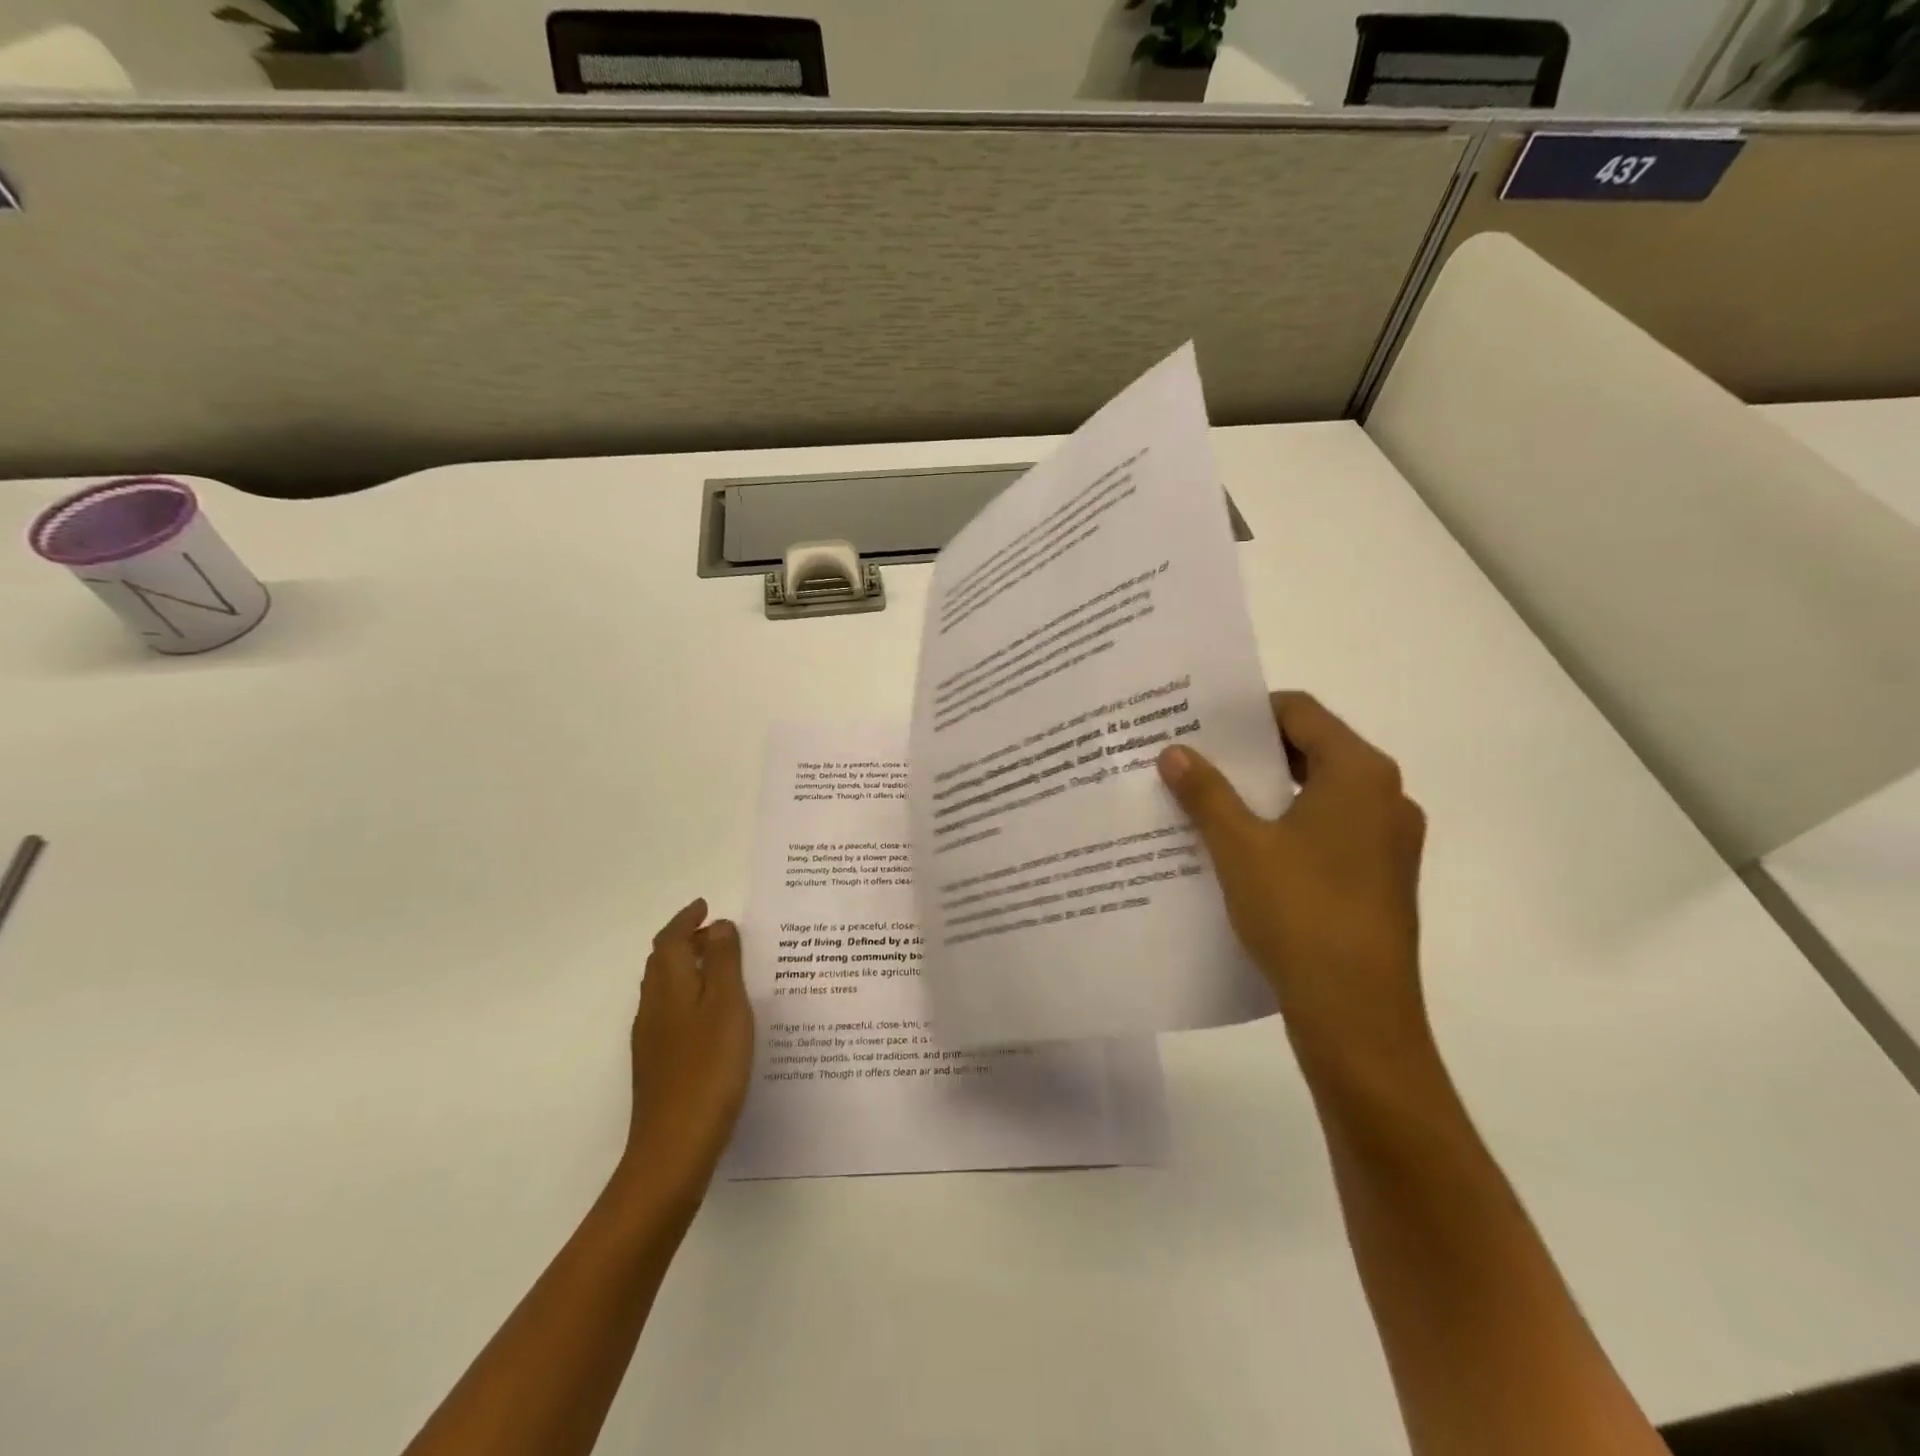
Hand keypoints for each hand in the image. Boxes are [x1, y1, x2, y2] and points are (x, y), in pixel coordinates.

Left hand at [618, 899, 754, 1208]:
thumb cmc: (709, 1069)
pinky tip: (710, 1015)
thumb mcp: (727, 1006)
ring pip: (665, 988)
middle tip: (715, 930)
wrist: (674, 1148)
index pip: (671, 941)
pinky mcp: (658, 1065)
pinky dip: (688, 996)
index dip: (686, 920)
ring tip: (717, 965)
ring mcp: (652, 1040)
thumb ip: (724, 962)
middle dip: (684, 940)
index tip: (704, 905)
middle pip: (663, 962)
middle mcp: (654, 1008)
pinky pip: (670, 1012)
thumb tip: (717, 925)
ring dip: (686, 967)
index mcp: (671, 987)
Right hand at [1158, 692, 1429, 1075]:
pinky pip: (1329, 830)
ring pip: (1320, 794)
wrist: (1357, 1013)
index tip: (1203, 722)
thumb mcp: (1239, 845)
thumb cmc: (1300, 912)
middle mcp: (1385, 797)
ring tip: (1211, 799)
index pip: (1301, 711)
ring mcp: (1389, 841)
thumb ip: (1205, 792)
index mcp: (1359, 774)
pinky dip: (1288, 825)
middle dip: (1253, 752)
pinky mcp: (1381, 878)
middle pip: (1313, 750)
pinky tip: (1244, 847)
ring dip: (1268, 791)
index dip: (1250, 711)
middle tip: (1198, 756)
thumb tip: (1173, 751)